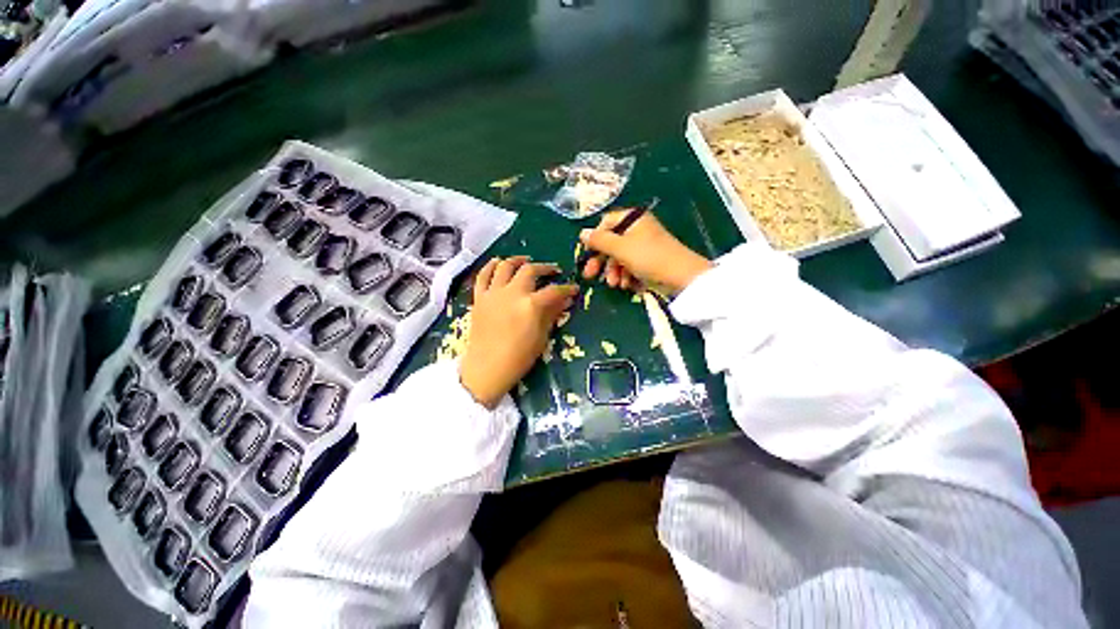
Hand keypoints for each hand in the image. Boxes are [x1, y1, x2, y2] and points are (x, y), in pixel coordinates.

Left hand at [459, 257, 577, 408]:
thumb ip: (552, 314)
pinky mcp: (479, 298)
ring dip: (518, 260)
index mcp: (530, 305)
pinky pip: (483, 275)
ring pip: (505, 266)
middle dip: (545, 268)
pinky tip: (498, 262)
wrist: (486, 368)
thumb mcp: (541, 337)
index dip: (566, 288)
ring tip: (526, 261)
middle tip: (553, 271)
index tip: (574, 289)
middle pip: (530, 270)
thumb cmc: (518, 357)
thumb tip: (565, 300)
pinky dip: (491, 266)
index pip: (553, 291)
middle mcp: (512, 293)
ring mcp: (493, 293)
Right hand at [580, 210, 711, 294]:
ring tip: (615, 284)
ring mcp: (644, 245)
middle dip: (602, 261)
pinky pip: (631, 265)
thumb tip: (582, 233)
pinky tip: (626, 285)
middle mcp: (638, 229)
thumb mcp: (620, 248)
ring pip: (620, 257)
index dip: (595, 238)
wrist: (681, 276)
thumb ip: (599, 241)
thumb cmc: (649, 257)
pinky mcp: (649, 260)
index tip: (587, 254)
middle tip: (590, 275)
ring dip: (614, 271)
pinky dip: (626, 275)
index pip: (606, 223)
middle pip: (612, 242)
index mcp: (633, 219)